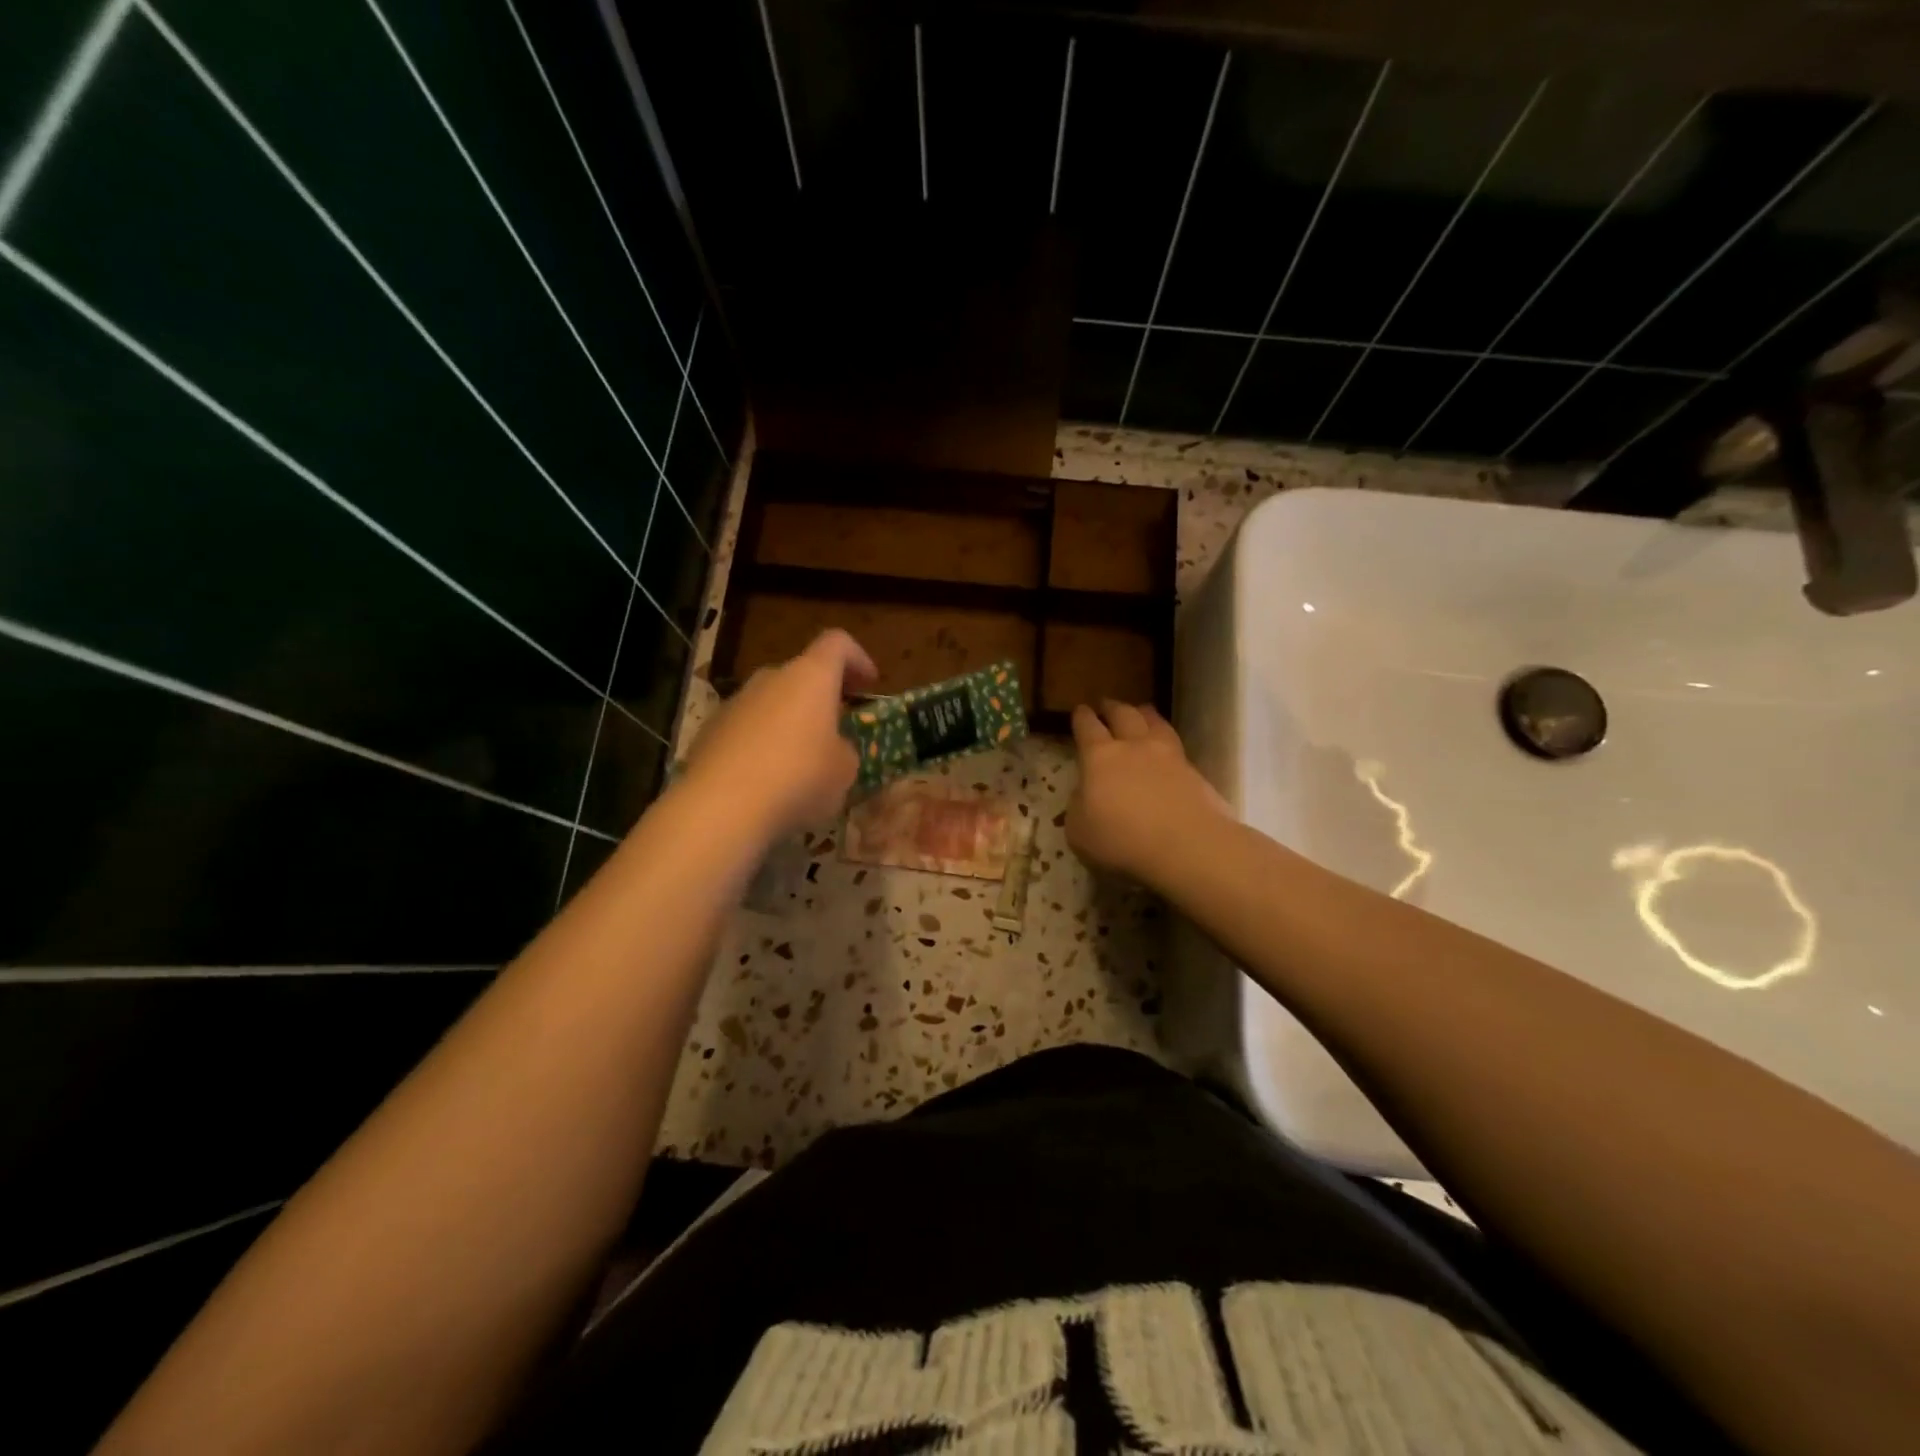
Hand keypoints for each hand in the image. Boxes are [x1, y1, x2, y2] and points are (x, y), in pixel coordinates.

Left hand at [682, 630, 877, 843]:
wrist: (720, 807)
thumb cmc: (799, 778)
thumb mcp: (844, 770)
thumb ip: (844, 750)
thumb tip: (832, 748)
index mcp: (811, 676)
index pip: (837, 643)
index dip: (857, 658)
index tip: (869, 684)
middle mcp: (771, 678)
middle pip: (801, 673)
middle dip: (821, 696)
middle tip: (837, 725)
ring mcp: (735, 703)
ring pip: (772, 702)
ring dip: (790, 721)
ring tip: (802, 759)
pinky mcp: (710, 731)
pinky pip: (747, 729)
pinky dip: (762, 743)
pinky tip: (768, 779)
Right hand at [1067, 700, 1230, 884]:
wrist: (1188, 846)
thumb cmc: (1122, 840)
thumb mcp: (1079, 831)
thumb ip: (1078, 807)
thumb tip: (1084, 793)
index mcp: (1099, 757)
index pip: (1087, 727)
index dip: (1082, 717)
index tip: (1080, 710)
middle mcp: (1134, 746)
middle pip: (1123, 715)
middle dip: (1112, 707)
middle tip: (1106, 704)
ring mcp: (1168, 756)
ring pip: (1155, 722)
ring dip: (1144, 714)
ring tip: (1141, 711)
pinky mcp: (1194, 772)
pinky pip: (1176, 745)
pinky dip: (1167, 739)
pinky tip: (1166, 747)